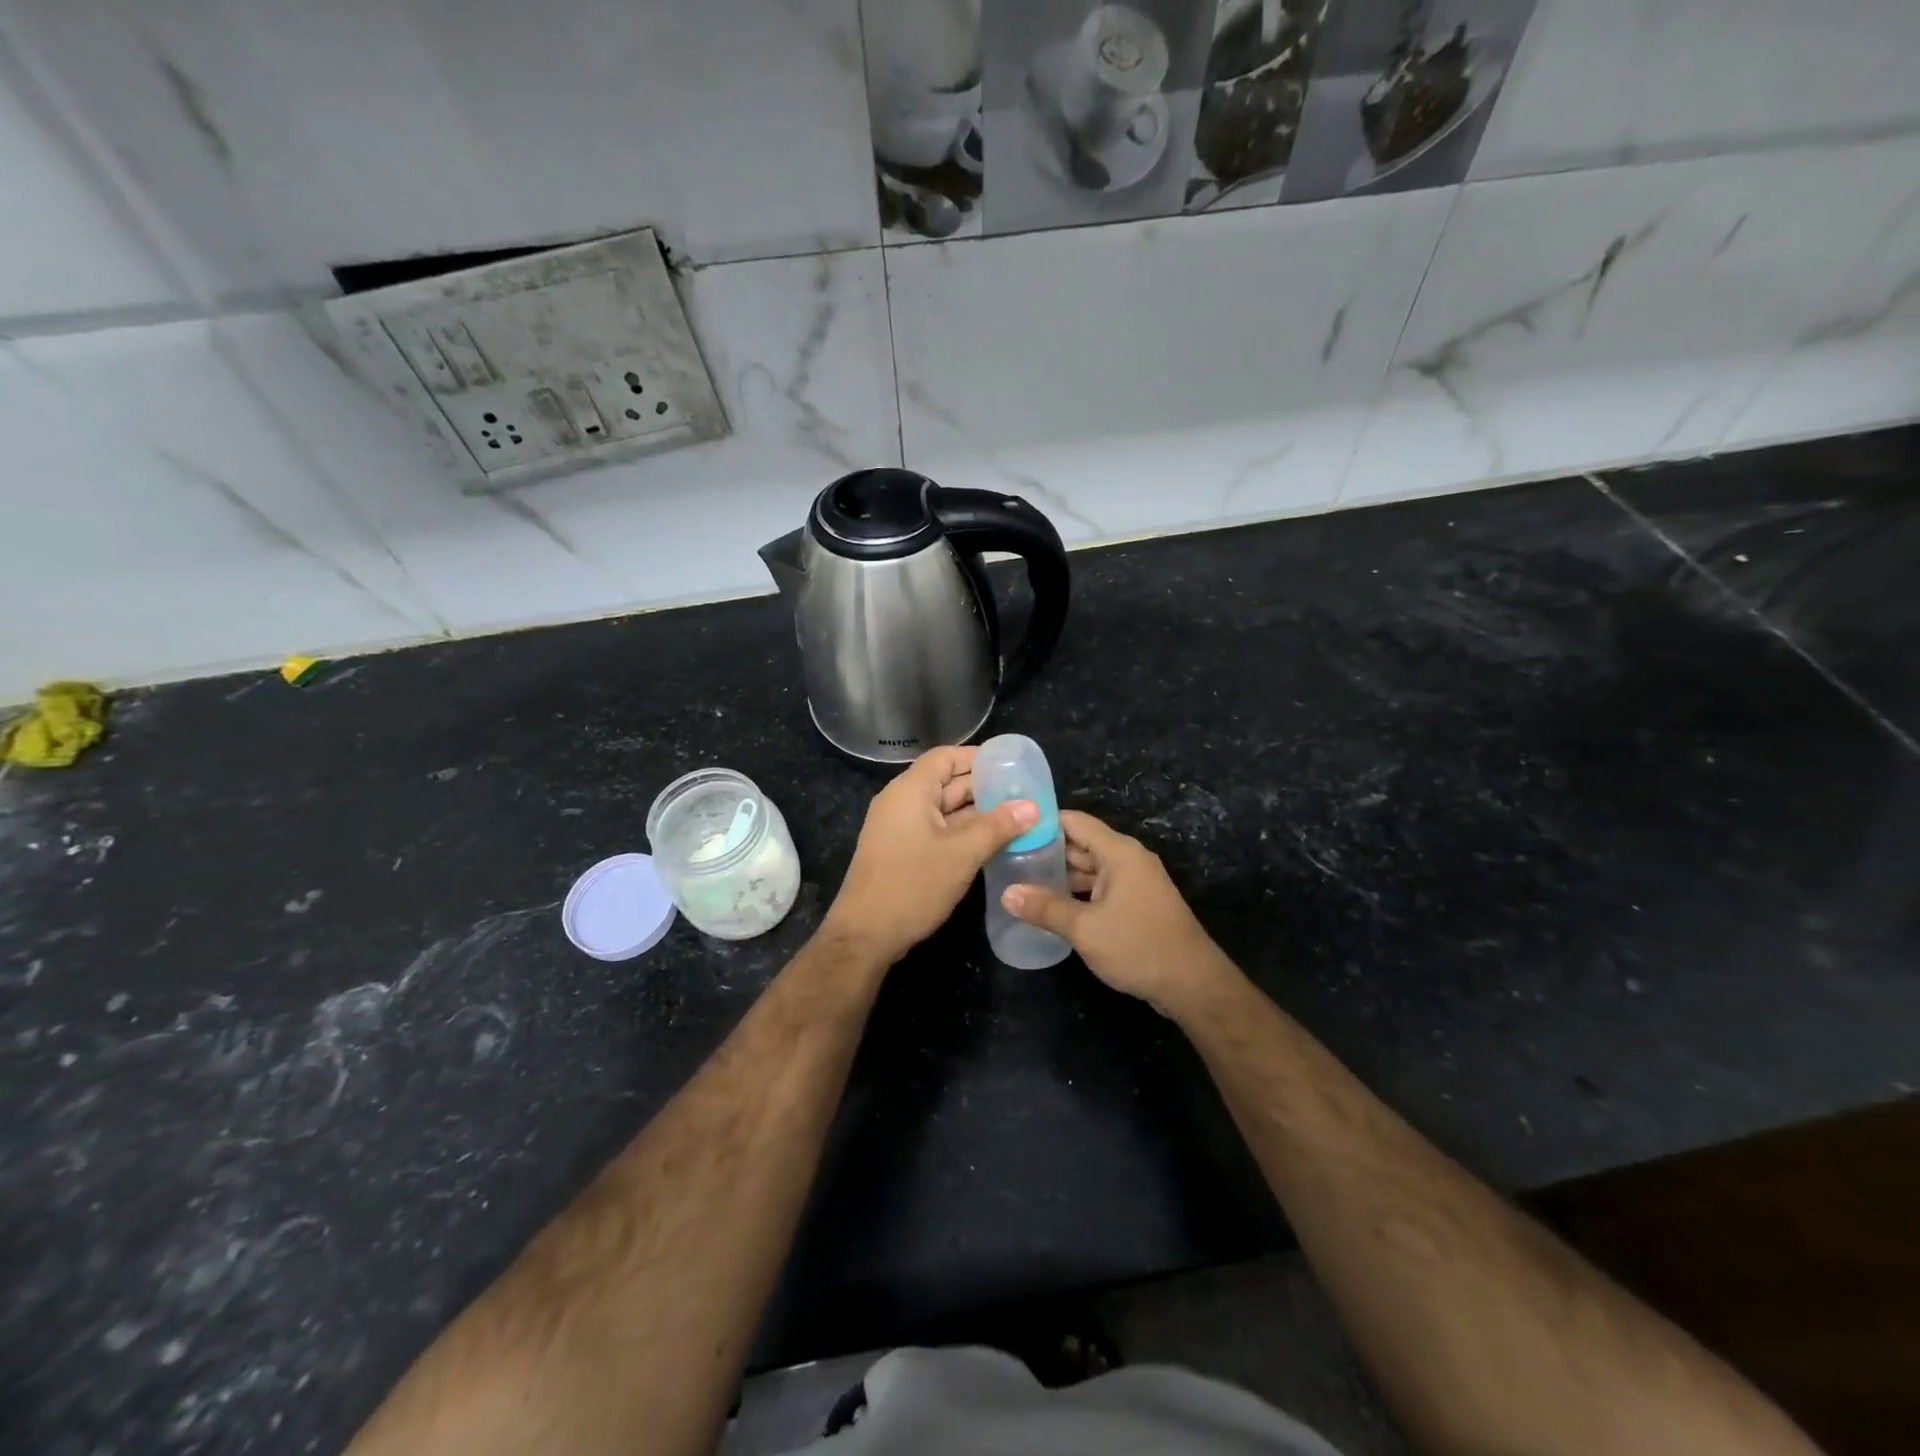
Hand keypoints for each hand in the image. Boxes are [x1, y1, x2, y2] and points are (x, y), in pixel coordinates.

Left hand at [823, 746, 1037, 967]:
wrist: (865, 934)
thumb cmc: (912, 885)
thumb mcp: (962, 854)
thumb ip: (998, 826)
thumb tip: (1032, 806)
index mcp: (911, 790)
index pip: (946, 756)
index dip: (978, 757)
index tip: (1012, 766)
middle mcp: (901, 801)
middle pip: (945, 781)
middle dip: (983, 787)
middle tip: (1022, 794)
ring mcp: (898, 827)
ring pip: (942, 808)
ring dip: (975, 812)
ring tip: (1015, 817)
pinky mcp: (900, 850)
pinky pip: (935, 829)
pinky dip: (961, 831)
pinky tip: (990, 843)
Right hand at [1001, 810, 1238, 1017]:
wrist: (1192, 984)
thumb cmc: (1138, 946)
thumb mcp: (1085, 928)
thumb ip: (1045, 908)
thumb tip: (1006, 894)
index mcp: (1118, 852)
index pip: (1074, 822)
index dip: (1042, 823)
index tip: (1010, 830)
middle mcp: (1128, 859)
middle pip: (1081, 844)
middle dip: (1046, 852)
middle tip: (1008, 859)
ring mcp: (1134, 882)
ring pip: (1090, 869)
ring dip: (1060, 876)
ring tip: (1021, 882)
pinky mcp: (1137, 904)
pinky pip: (1100, 888)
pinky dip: (1077, 892)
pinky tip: (1052, 906)